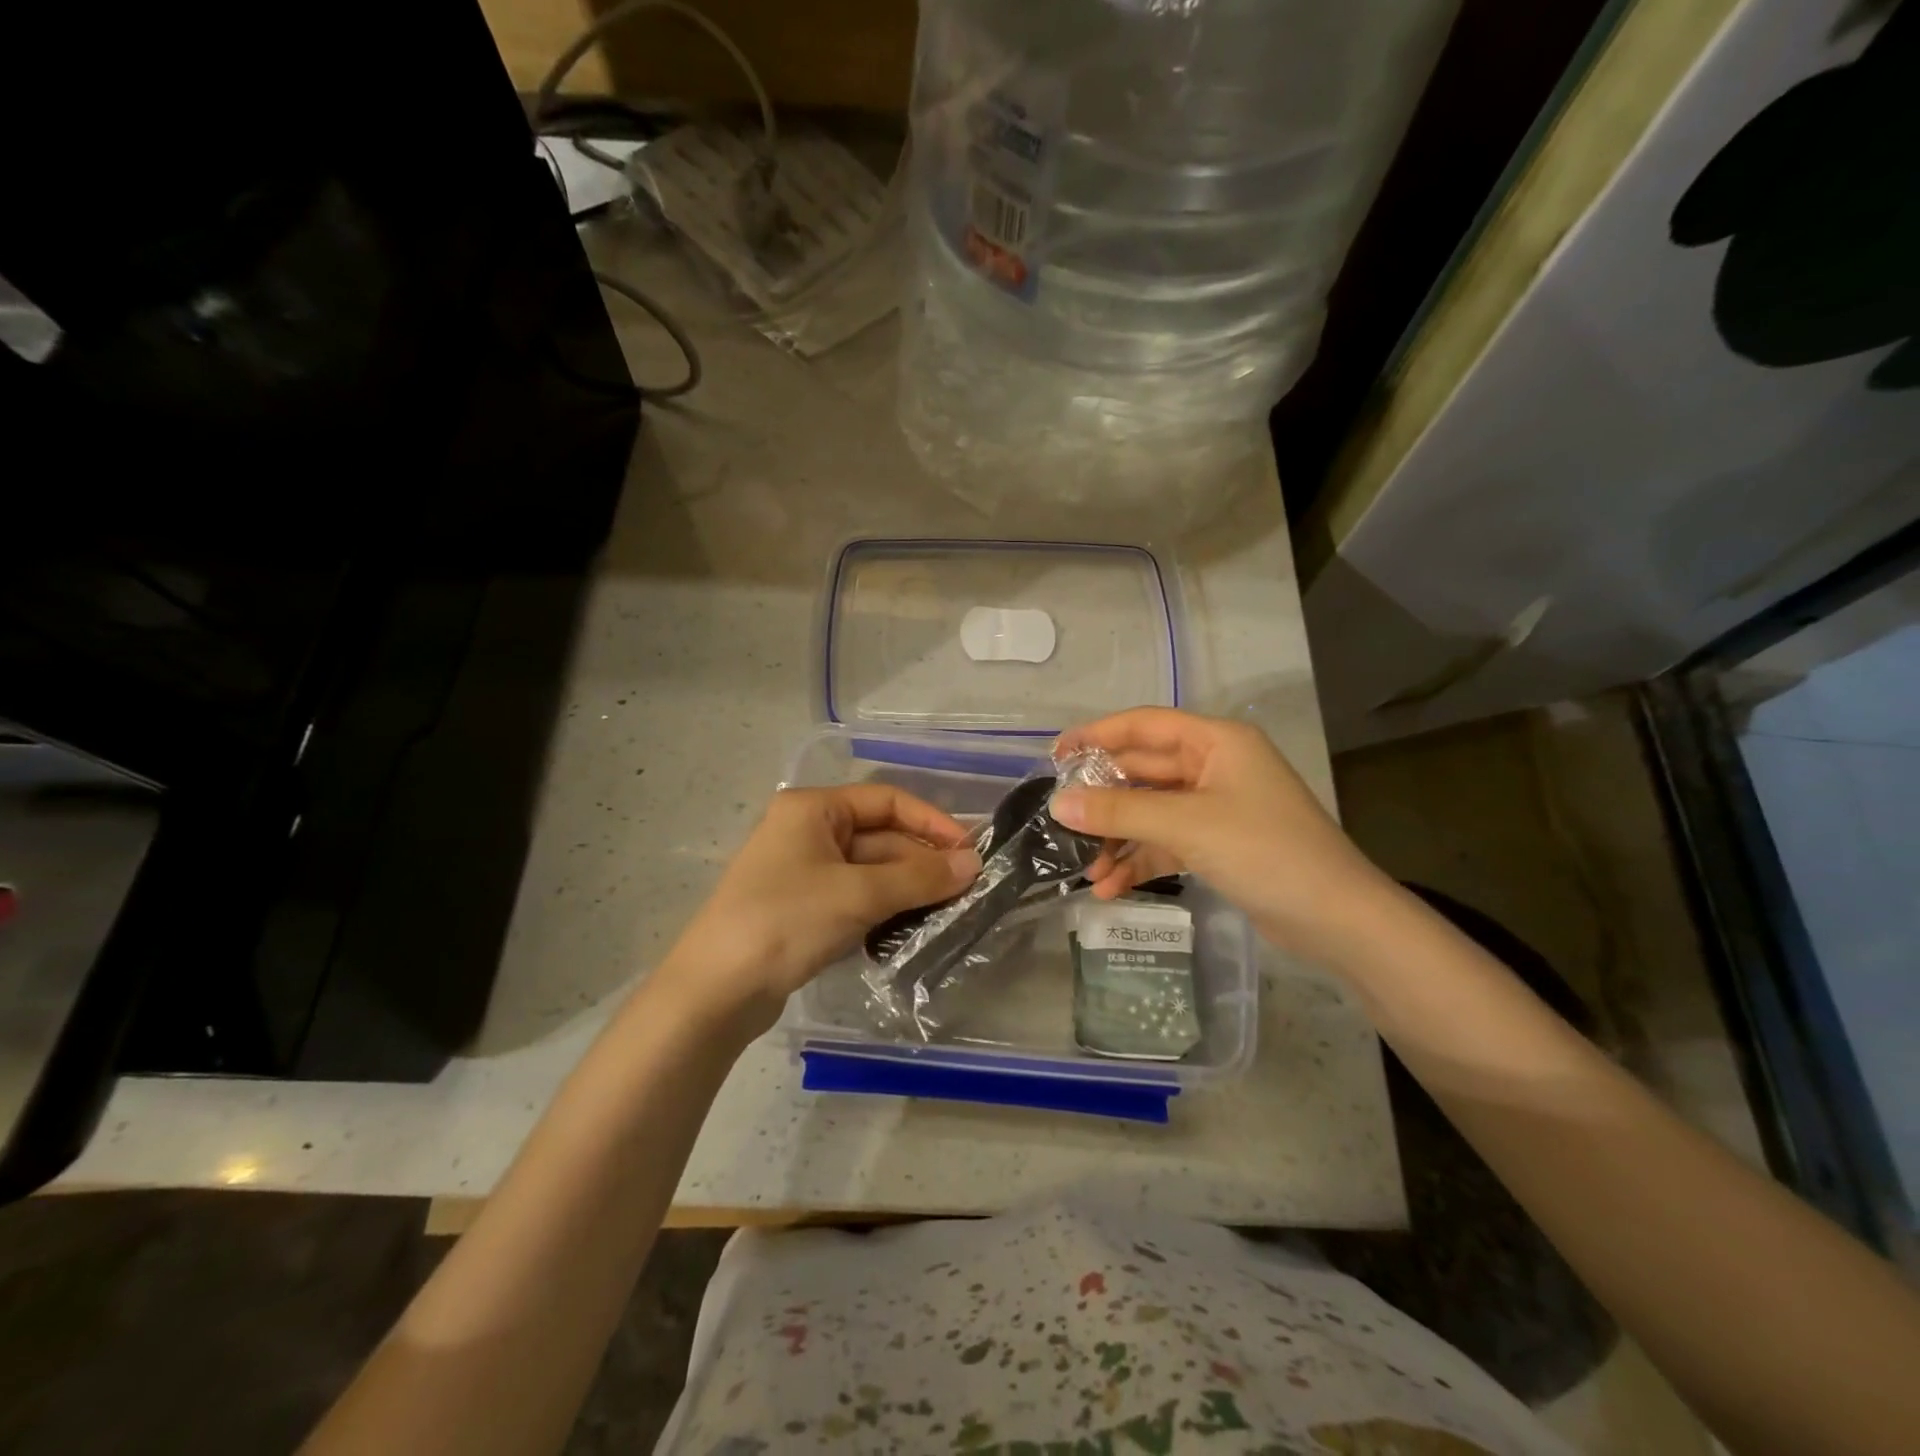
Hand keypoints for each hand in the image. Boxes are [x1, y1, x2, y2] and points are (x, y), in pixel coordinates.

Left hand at [658, 784, 980, 1034]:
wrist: (715, 991)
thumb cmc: (786, 921)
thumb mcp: (857, 894)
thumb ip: (919, 877)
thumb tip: (974, 864)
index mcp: (813, 808)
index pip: (886, 800)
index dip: (931, 822)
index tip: (969, 851)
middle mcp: (808, 831)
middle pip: (880, 837)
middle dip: (922, 862)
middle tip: (968, 889)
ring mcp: (805, 872)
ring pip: (871, 870)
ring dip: (908, 887)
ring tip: (951, 910)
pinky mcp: (805, 909)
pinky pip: (856, 897)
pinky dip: (885, 908)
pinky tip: (914, 926)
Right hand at [1051, 708, 1398, 963]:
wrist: (1337, 920)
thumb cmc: (1265, 852)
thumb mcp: (1187, 825)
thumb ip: (1120, 811)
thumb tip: (1058, 805)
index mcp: (1216, 742)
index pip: (1144, 725)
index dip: (1096, 735)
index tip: (1055, 756)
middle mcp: (1214, 767)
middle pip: (1143, 772)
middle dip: (1103, 799)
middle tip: (1059, 820)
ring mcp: (1216, 807)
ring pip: (1150, 811)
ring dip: (1117, 838)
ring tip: (1084, 869)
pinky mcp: (1218, 844)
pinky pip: (1165, 842)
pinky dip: (1139, 860)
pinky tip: (1110, 888)